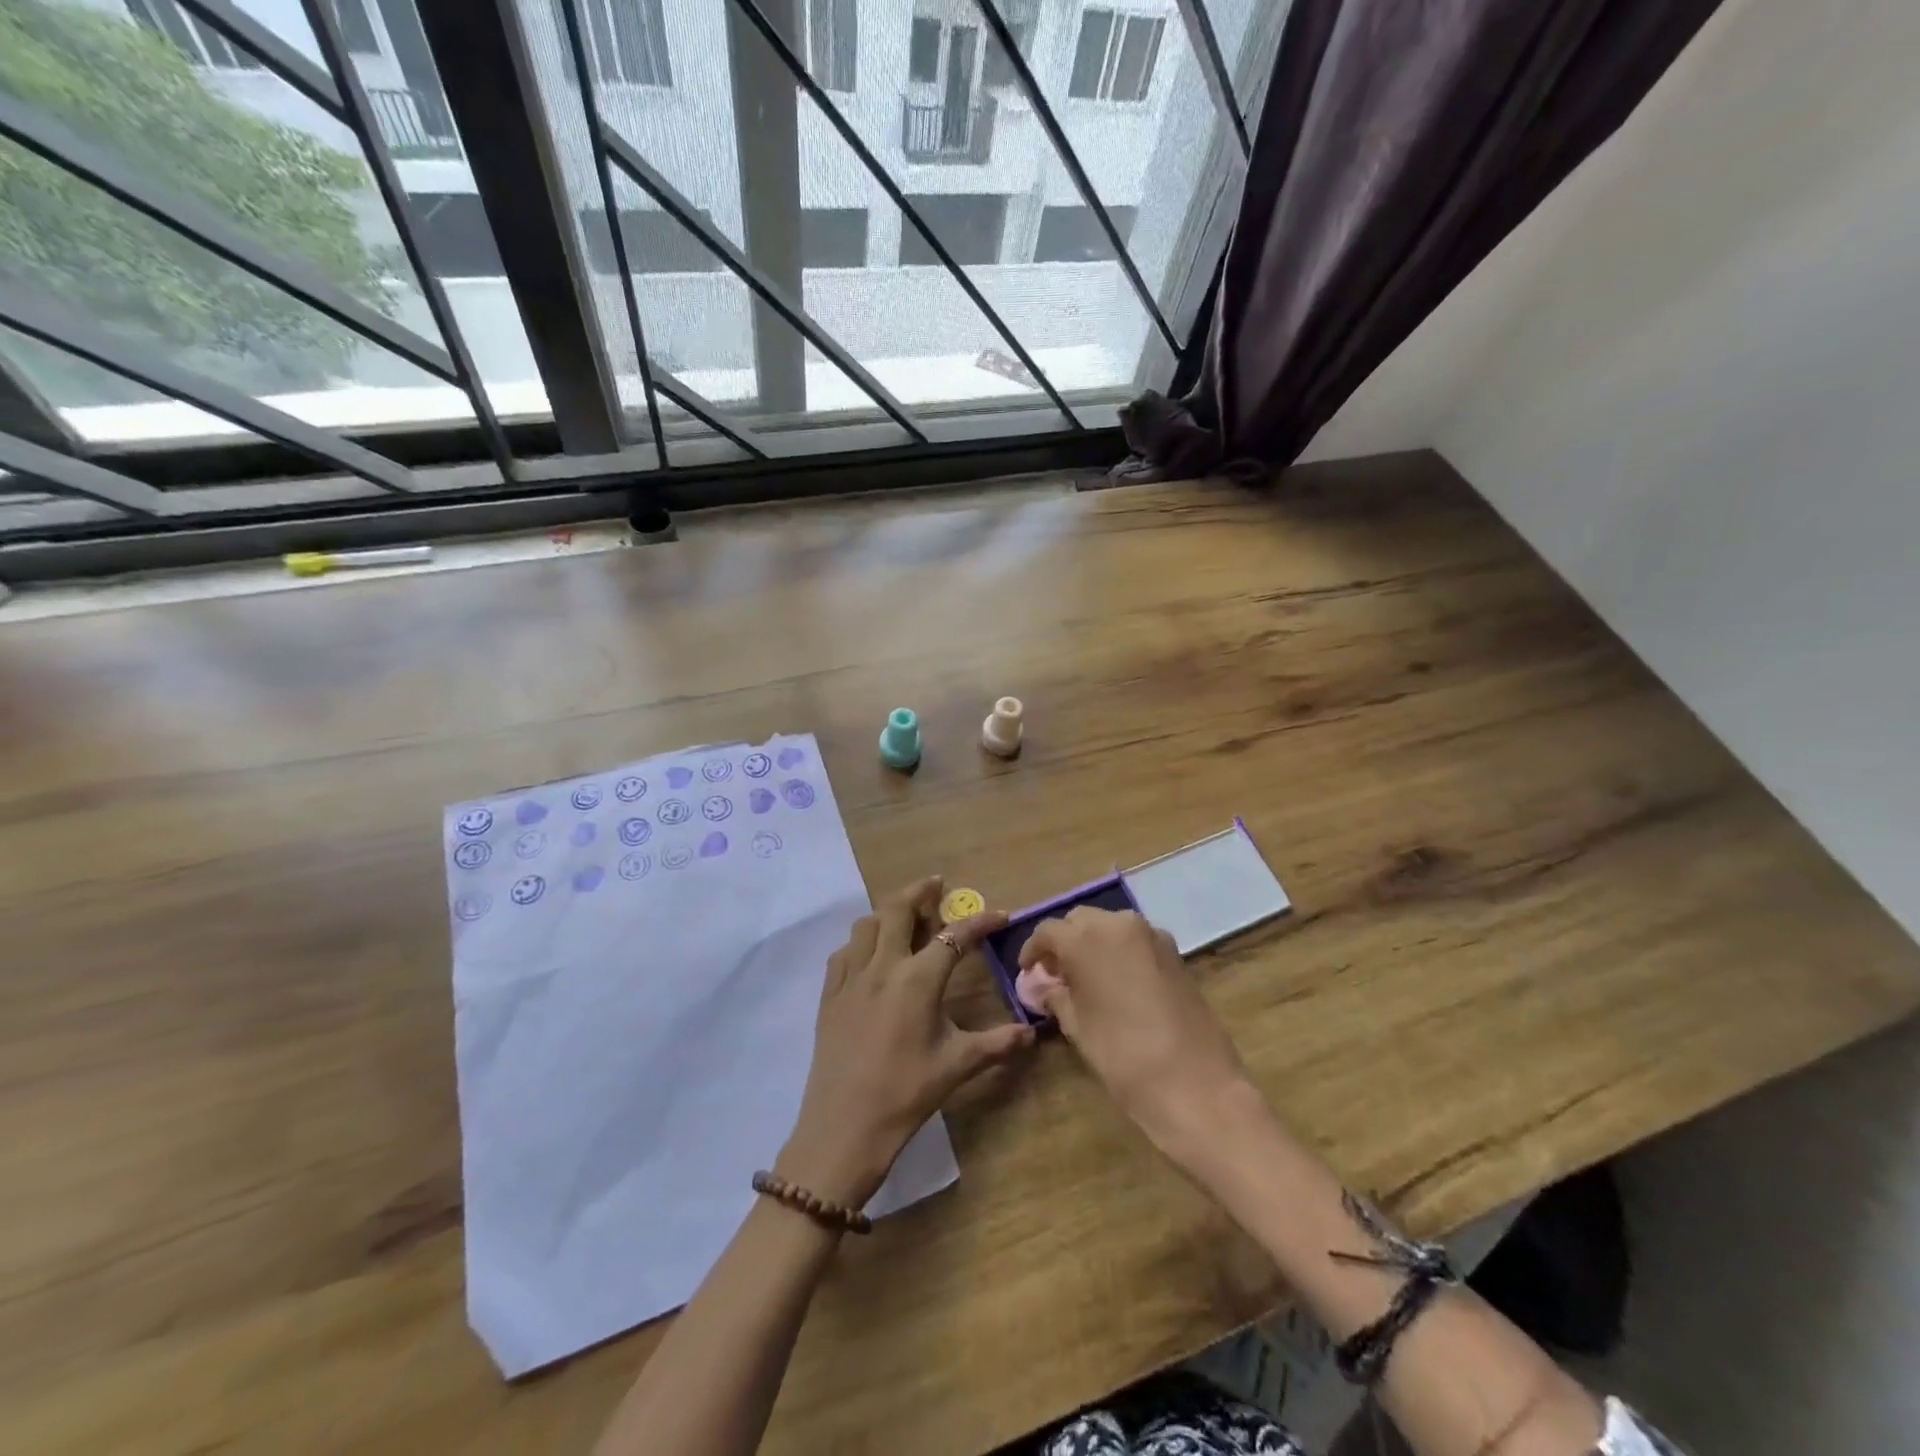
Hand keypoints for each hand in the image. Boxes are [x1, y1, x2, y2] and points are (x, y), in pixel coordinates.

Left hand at [777, 876, 1034, 1210]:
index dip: (980, 922)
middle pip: (898, 909)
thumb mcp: (958, 1066)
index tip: (1001, 915)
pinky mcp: (829, 996)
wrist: (844, 1128)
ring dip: (887, 912)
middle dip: (920, 891)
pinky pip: (843, 953)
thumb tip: (1033, 1033)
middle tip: (937, 886)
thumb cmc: (906, 1093)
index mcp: (917, 980)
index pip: (954, 936)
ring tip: (905, 918)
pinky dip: (860, 942)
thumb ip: (998, 1044)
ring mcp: (850, 979)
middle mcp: (882, 967)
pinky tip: (869, 956)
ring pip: (866, 925)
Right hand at [1017, 907, 1252, 1156]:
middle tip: (1056, 974)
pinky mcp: (1174, 951)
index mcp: (1085, 939)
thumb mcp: (1078, 1027)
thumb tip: (1046, 988)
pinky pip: (1136, 940)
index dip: (1034, 951)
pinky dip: (1120, 951)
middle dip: (1065, 942)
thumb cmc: (1123, 1056)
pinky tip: (1118, 982)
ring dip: (1093, 943)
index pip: (1048, 931)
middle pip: (1080, 921)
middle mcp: (1117, 924)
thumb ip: (1057, 998)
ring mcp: (1151, 934)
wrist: (1195, 1083)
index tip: (1028, 972)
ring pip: (1110, 926)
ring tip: (1087, 978)